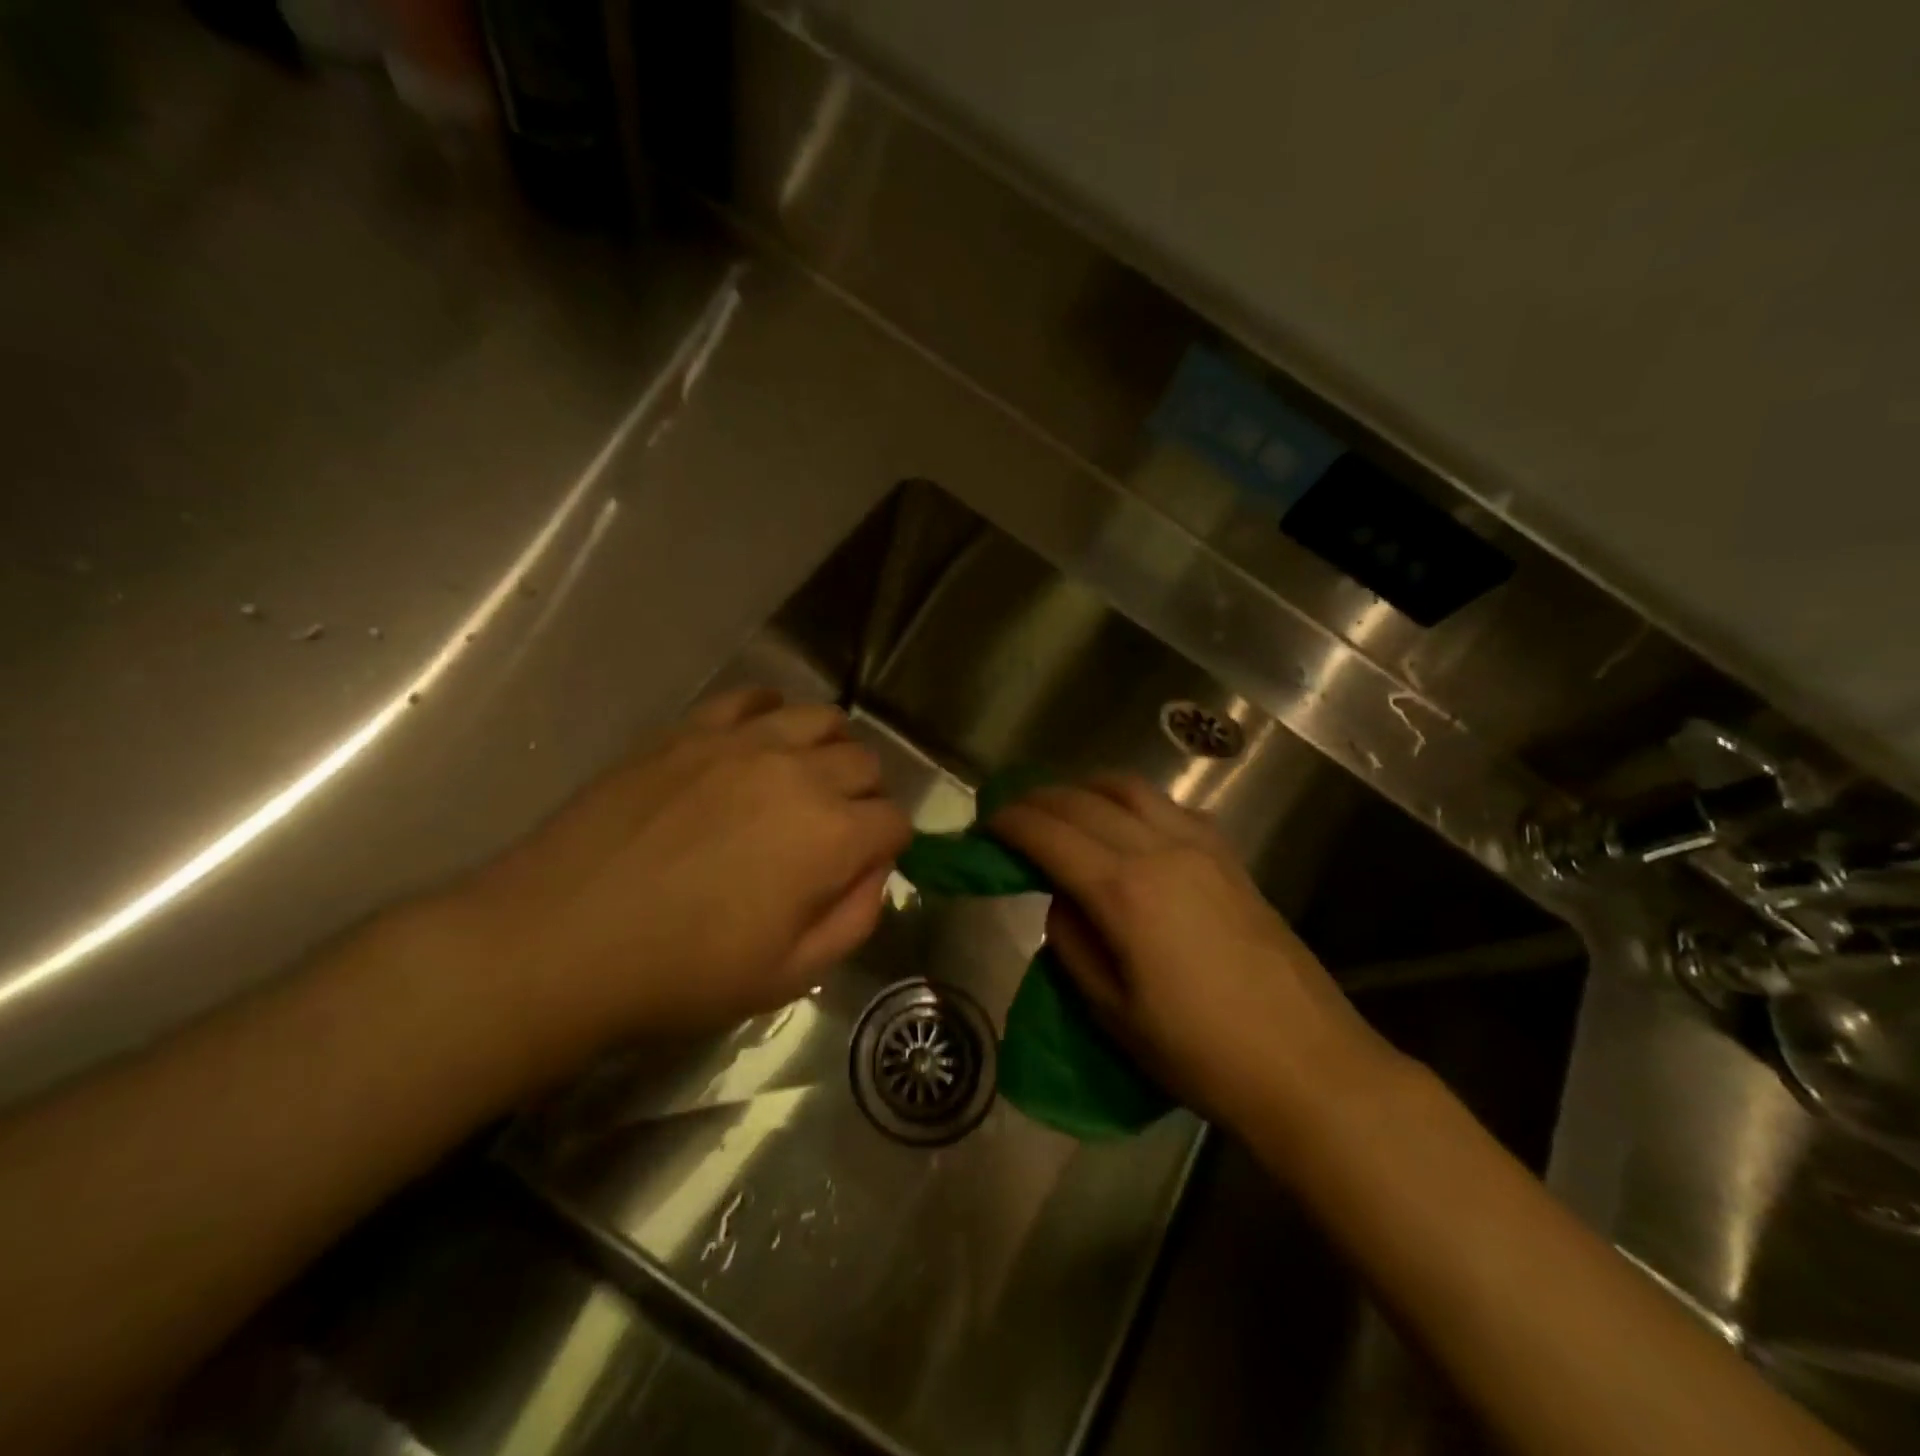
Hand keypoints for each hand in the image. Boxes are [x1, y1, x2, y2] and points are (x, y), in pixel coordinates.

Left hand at [442, 688, 910, 1081]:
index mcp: (831, 836)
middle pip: (865, 762)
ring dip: (829, 747)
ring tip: (804, 778)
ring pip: (820, 717)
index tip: (863, 865)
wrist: (559, 940)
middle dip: (865, 796)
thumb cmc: (680, 972)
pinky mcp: (691, 729)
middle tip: (833, 829)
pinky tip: (759, 741)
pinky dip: (772, 713)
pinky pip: (753, 697)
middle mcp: (798, 773)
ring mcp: (742, 742)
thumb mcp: (788, 976)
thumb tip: (874, 872)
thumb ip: (854, 919)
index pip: (894, 821)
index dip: (888, 846)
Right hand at [990, 775, 1400, 1134]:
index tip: (985, 824)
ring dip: (1087, 788)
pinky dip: (1135, 802)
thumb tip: (1063, 899)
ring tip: (1064, 807)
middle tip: (1013, 812)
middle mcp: (1160, 850)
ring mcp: (1201, 848)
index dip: (1010, 823)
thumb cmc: (1198, 1052)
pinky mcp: (1230, 858)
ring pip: (1131, 789)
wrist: (1305, 1064)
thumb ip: (1073, 942)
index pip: (1049, 834)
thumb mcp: (1112, 1011)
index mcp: (1124, 890)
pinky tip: (1128, 824)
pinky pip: (1172, 807)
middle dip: (1039, 798)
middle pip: (1085, 800)